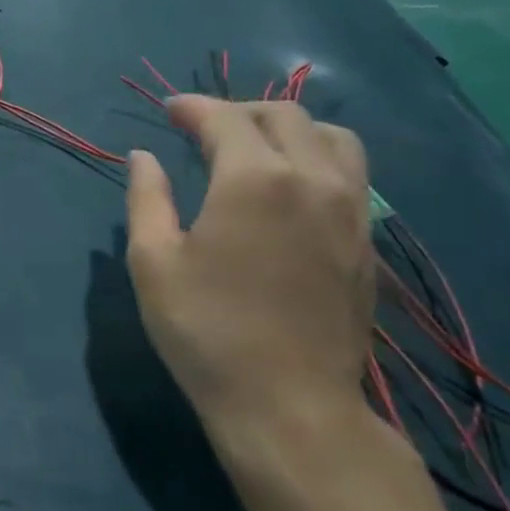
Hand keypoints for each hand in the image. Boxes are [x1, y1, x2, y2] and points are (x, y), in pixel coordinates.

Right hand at [125, 96, 373, 437]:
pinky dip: (317, 158)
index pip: (225, 118)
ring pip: (332, 137)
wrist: (288, 402)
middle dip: (238, 111)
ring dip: (289, 128)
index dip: (193, 107)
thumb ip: (147, 198)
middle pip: (283, 115)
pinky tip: (291, 189)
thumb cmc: (206, 330)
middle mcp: (312, 179)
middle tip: (202, 129)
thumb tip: (143, 156)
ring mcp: (350, 209)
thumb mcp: (154, 262)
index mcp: (254, 179)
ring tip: (255, 149)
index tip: (168, 110)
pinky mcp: (366, 241)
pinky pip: (351, 173)